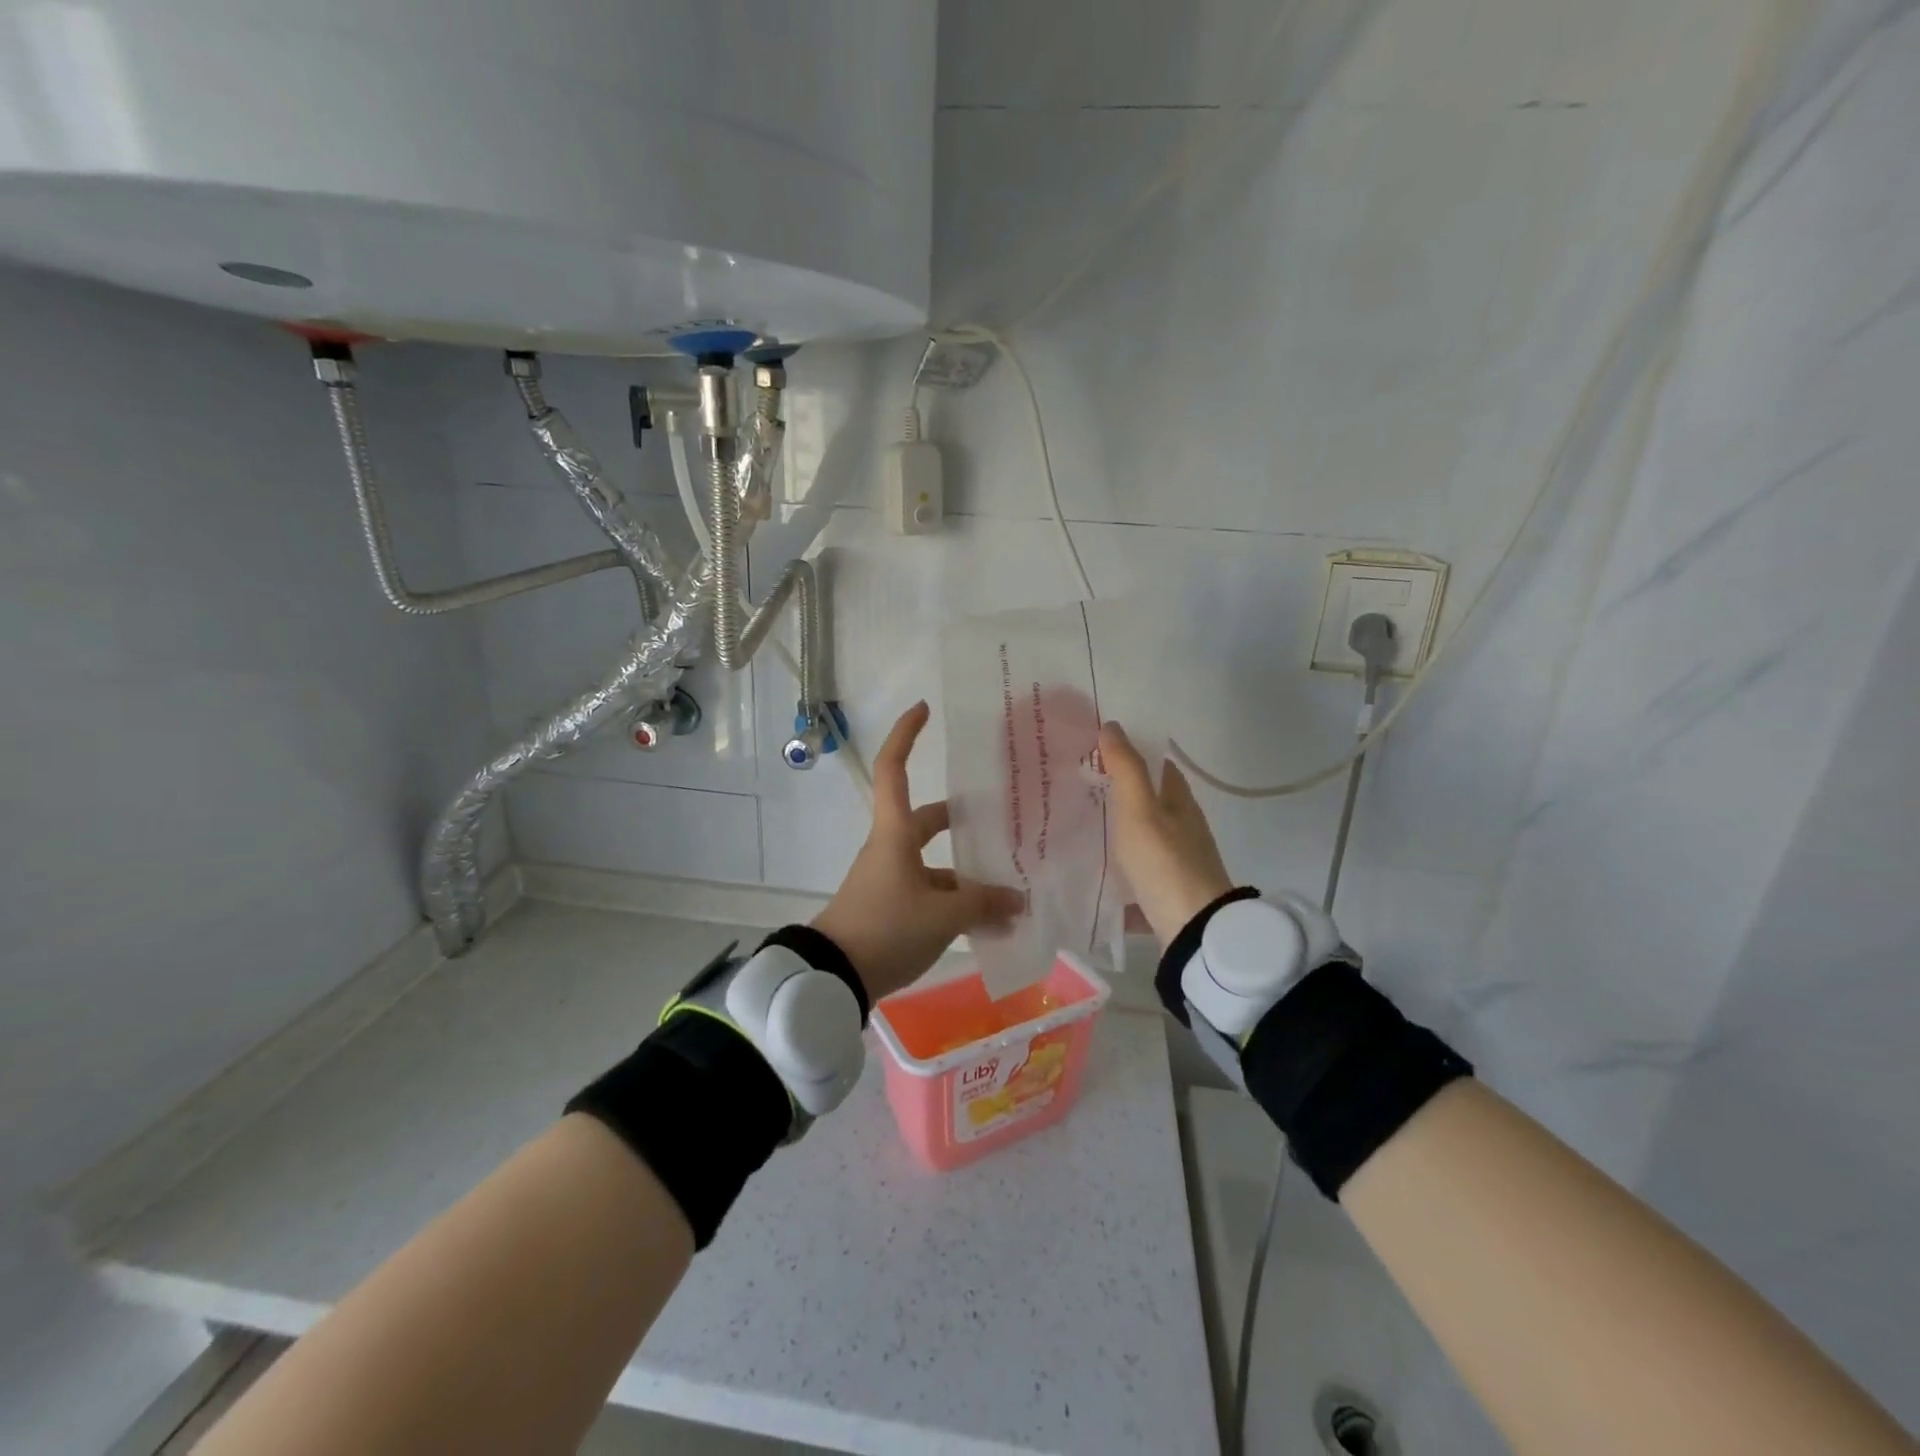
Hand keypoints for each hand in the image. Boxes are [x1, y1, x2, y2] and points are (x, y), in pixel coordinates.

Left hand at [813, 703, 1024, 1002]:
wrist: (832, 978)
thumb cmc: (885, 928)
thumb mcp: (942, 916)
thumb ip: (983, 904)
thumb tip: (1017, 899)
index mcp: (895, 833)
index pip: (894, 769)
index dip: (906, 735)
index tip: (924, 709)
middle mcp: (890, 849)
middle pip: (927, 822)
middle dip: (961, 821)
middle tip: (999, 821)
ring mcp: (888, 880)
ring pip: (934, 866)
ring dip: (966, 876)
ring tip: (1009, 892)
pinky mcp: (889, 909)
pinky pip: (929, 896)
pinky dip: (955, 904)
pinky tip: (986, 924)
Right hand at [1099, 722, 1235, 947]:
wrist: (1192, 930)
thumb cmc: (1164, 861)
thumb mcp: (1139, 810)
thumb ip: (1126, 768)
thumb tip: (1112, 725)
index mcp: (1180, 801)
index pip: (1158, 764)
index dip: (1132, 752)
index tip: (1096, 748)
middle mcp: (1183, 826)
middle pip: (1150, 800)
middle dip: (1119, 791)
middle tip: (1077, 784)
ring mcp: (1177, 860)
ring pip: (1143, 834)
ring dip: (1117, 827)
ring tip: (1077, 822)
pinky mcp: (1167, 890)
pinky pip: (1137, 869)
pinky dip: (1118, 864)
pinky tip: (1092, 868)